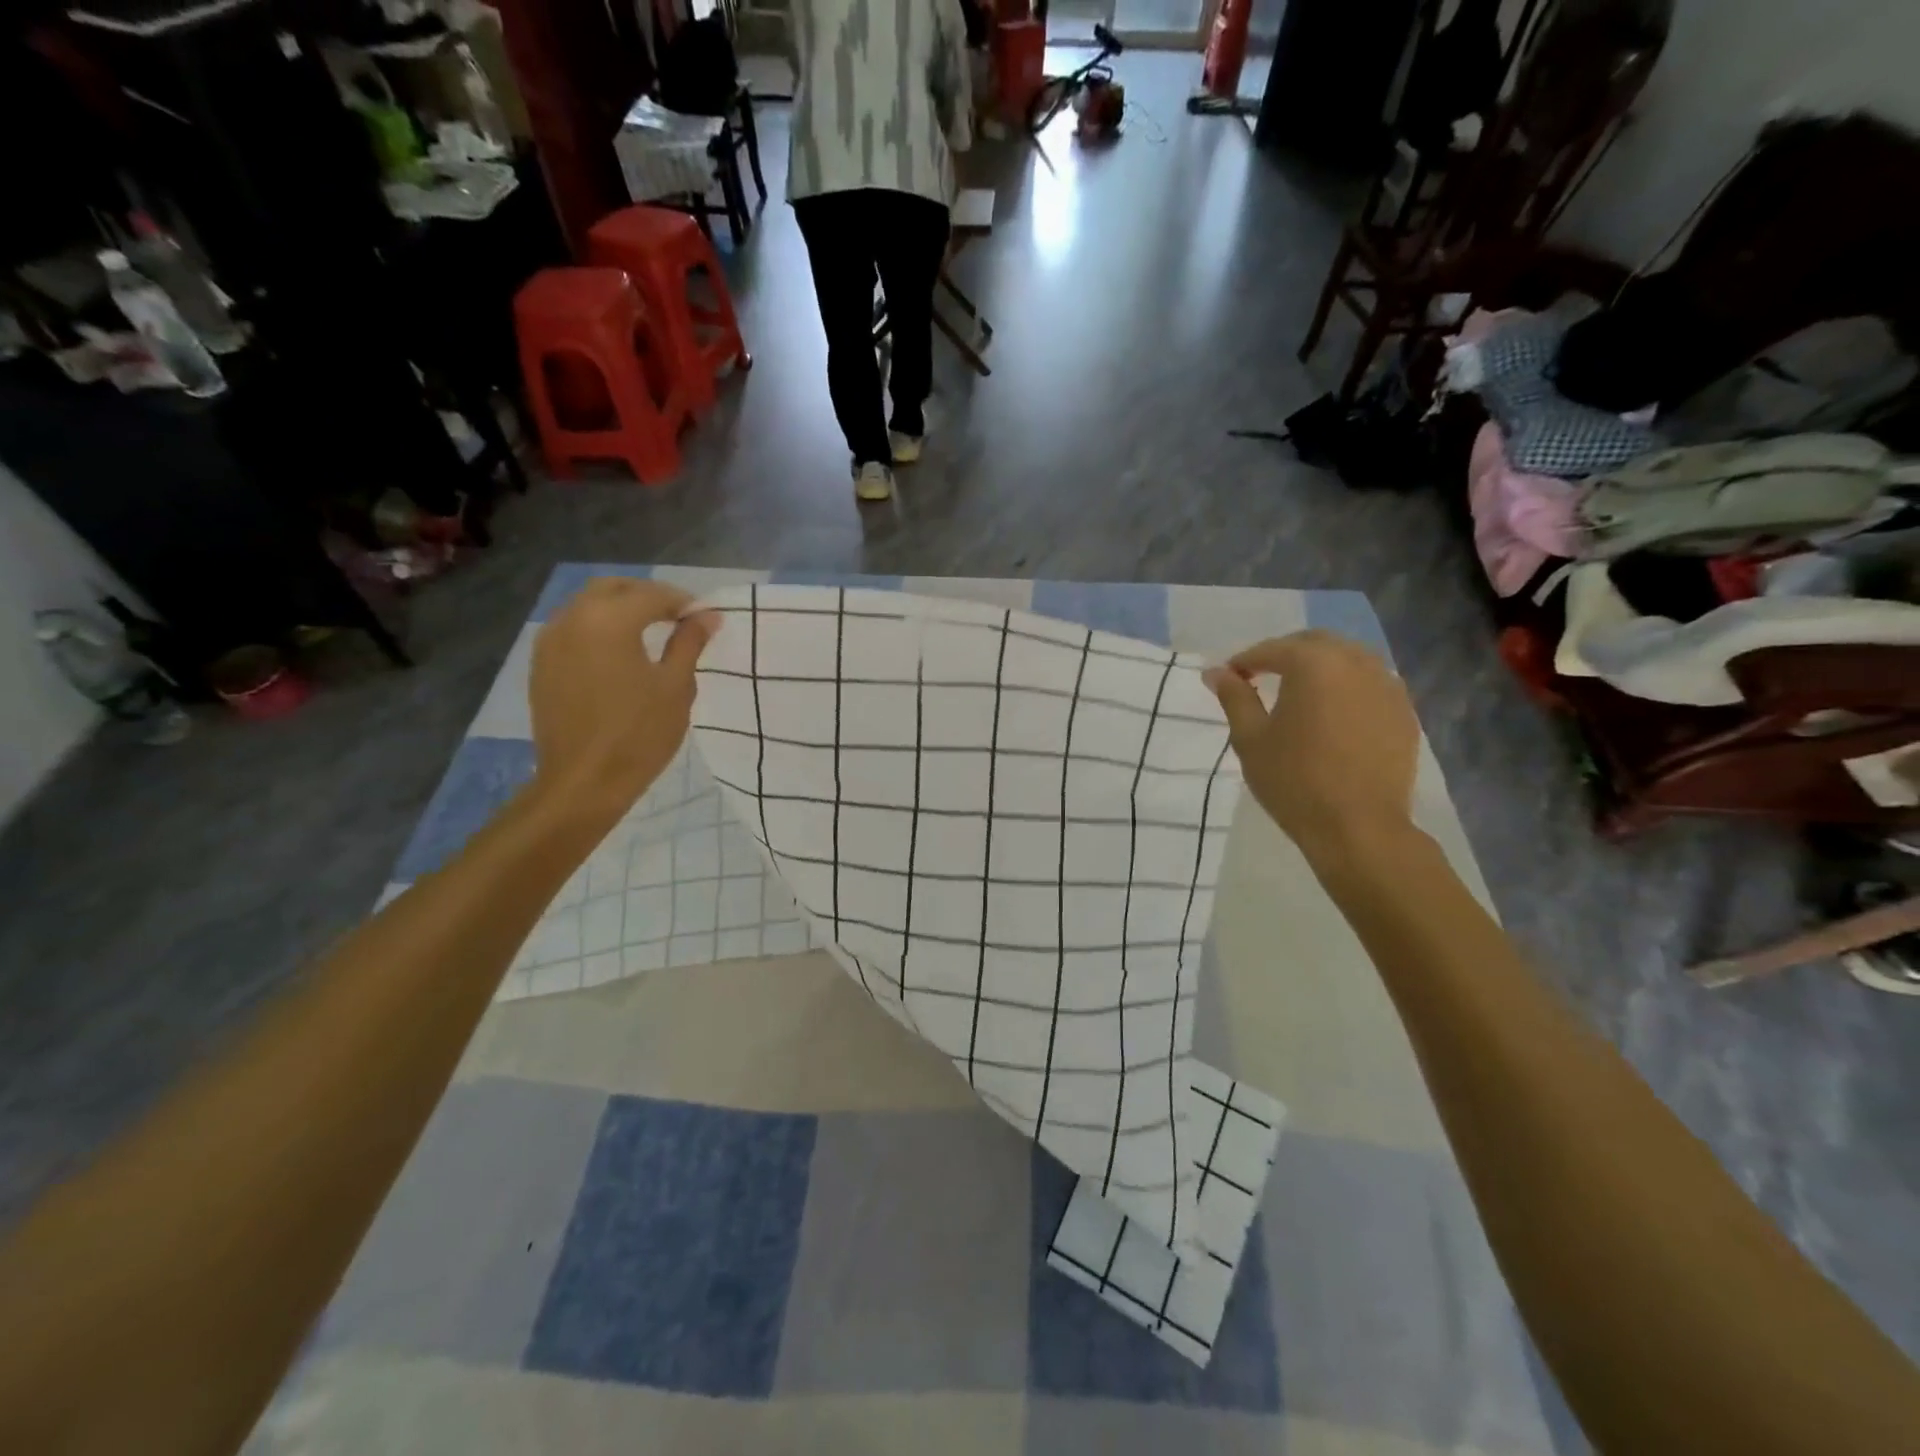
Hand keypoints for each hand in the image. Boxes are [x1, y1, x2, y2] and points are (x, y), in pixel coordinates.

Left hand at [528, 578, 719, 821]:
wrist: (583, 783)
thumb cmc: (638, 735)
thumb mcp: (676, 687)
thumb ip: (689, 643)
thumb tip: (707, 616)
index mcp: (608, 620)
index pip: (652, 595)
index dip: (683, 603)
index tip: (706, 618)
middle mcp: (572, 619)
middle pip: (613, 588)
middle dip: (647, 596)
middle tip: (678, 618)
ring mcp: (550, 641)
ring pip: (587, 606)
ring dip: (620, 609)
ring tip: (650, 633)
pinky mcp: (541, 664)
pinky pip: (572, 629)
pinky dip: (598, 629)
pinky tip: (619, 653)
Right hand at [1203, 631, 1419, 862]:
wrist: (1358, 827)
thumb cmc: (1293, 781)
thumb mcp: (1250, 739)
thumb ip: (1234, 698)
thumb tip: (1216, 672)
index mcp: (1314, 664)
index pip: (1272, 649)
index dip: (1246, 661)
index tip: (1230, 678)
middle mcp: (1356, 662)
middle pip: (1315, 644)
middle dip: (1285, 654)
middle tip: (1262, 677)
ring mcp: (1387, 685)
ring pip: (1349, 659)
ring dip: (1320, 667)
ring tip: (1299, 693)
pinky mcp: (1405, 711)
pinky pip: (1371, 683)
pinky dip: (1348, 687)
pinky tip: (1334, 713)